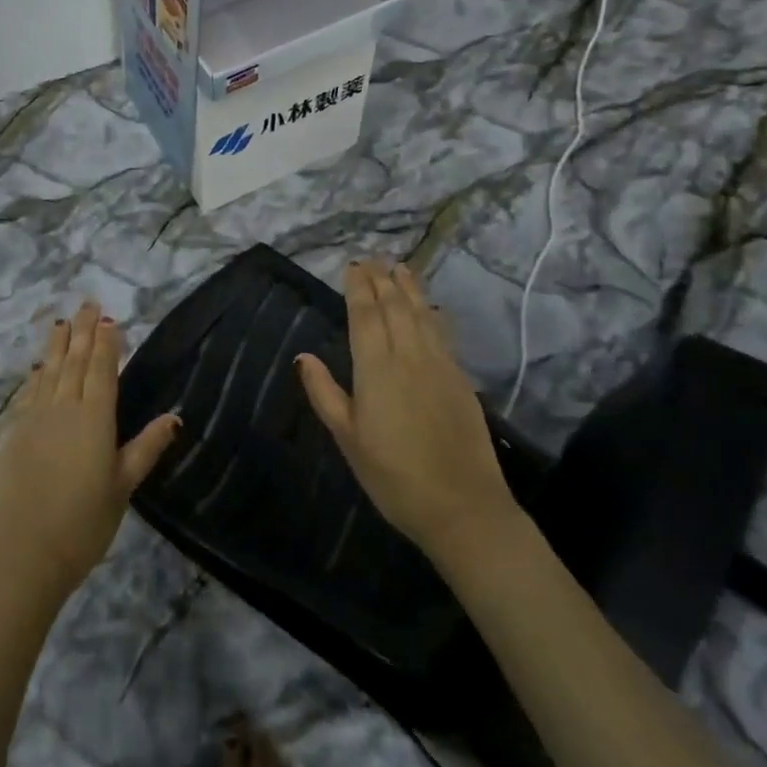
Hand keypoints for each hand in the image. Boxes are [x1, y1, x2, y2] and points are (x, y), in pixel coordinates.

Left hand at [0, 302, 180, 606]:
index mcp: (94, 418)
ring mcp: (34, 419)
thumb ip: (146, 448)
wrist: (20, 553)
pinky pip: (28, 392)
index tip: (109, 319)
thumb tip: (174, 417)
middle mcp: (63, 408)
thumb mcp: (122, 488)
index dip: (107, 342)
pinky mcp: (12, 434)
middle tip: (87, 304)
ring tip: (62, 322)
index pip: (102, 369)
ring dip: (57, 345)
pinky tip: (38, 366)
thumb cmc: (81, 524)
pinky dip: (36, 374)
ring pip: (49, 371)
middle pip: (74, 361)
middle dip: (83, 331)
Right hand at [297, 261, 517, 562]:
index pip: (365, 316)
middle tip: (373, 258)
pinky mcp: (460, 380)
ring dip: (409, 288)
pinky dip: (432, 313)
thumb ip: (324, 394)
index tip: (353, 266)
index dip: (358, 288)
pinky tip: (429, 308)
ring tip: (400, 267)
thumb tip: (304, 357)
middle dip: (382, 280)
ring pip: (422, 315)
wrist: (462, 508)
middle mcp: (409, 357)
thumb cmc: (393, 476)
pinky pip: (442, 334)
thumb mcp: (347, 438)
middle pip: (395, 307)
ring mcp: (440, 367)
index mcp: (376, 369)